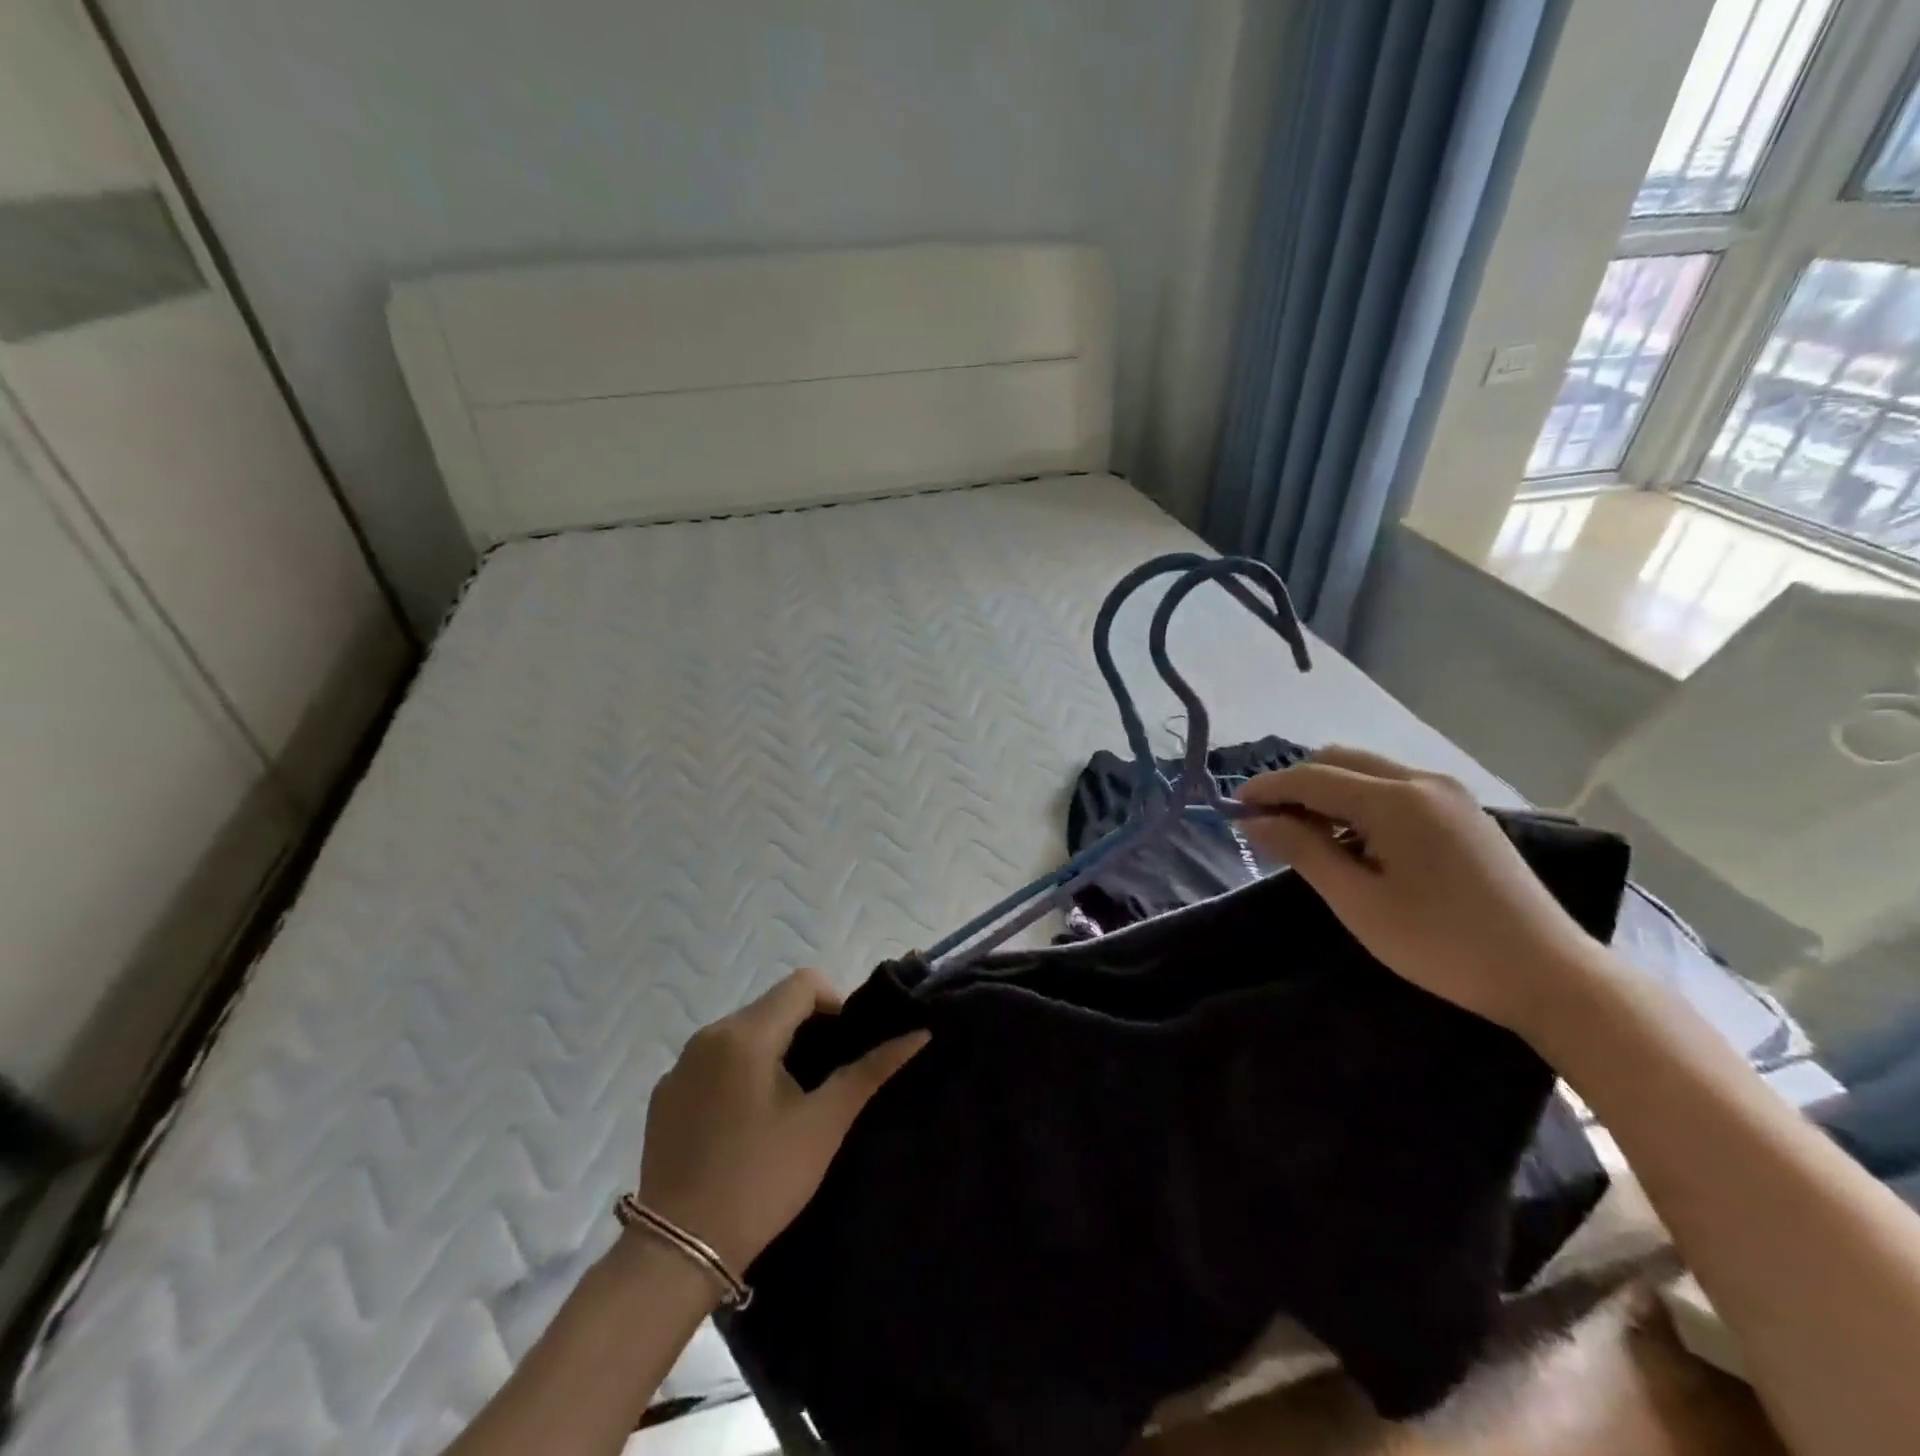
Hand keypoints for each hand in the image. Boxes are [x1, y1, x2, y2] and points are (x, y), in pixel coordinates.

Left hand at [638, 968, 927, 1271]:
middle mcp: (708, 1035)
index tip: (844, 1051)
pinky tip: (745, 1124)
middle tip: (823, 1083)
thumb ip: (870, 1071)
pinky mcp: (664, 1095)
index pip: (803, 983)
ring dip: (772, 1051)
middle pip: (772, 1006)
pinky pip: (713, 1062)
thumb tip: (918, 1034)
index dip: (835, 1004)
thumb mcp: (824, 1124)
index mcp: (747, 1033)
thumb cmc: (760, 1180)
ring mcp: (680, 1065)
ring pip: (743, 1033)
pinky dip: (738, 1073)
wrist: (677, 1252)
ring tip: (788, 1104)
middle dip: (805, 1030)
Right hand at [1236, 746, 1605, 1036]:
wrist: (1549, 975)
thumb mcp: (1358, 902)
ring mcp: (1448, 793)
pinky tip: (1352, 839)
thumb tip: (1255, 820)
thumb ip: (1303, 850)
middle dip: (1295, 784)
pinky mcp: (1463, 812)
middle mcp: (1422, 781)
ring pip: (1367, 771)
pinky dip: (1358, 800)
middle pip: (1339, 761)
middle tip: (1267, 823)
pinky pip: (1394, 787)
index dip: (1266, 788)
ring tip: (1304, 833)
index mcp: (1395, 799)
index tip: (1232, 808)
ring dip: (1326, 790)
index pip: (1312, 777)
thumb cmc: (1441, 944)